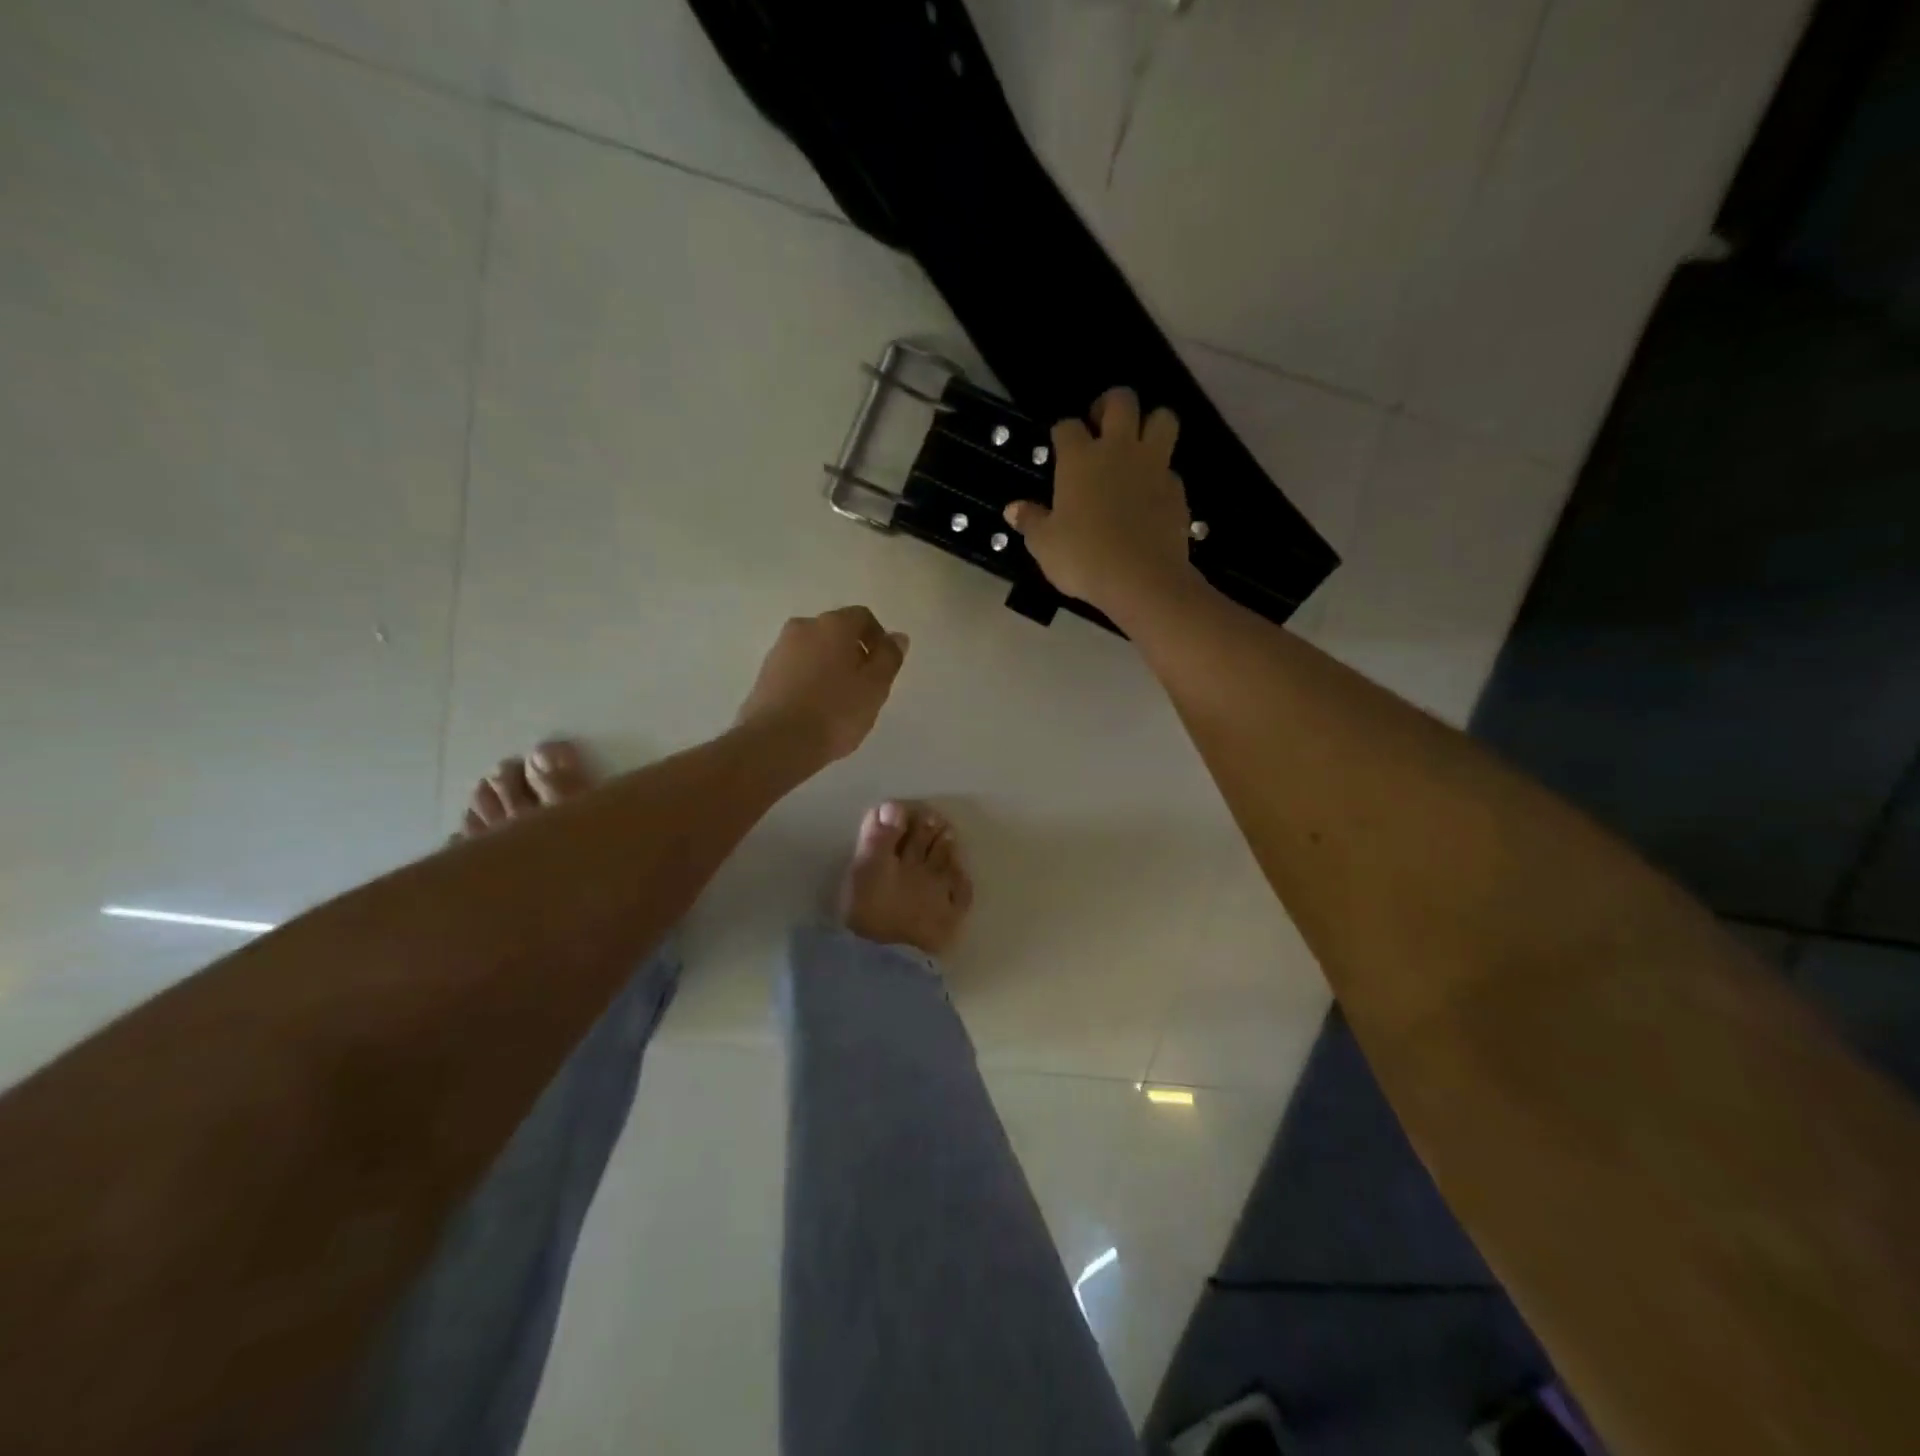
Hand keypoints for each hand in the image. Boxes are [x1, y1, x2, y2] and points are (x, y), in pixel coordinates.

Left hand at [737, 606, 908, 764]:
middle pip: (836, 632)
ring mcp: (779, 649)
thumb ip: (889, 657)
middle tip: (864, 686)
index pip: (863, 617)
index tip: (883, 667)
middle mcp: (803, 627)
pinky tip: (815, 708)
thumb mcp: (875, 686)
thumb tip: (897, 637)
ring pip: (814, 650)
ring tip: (839, 701)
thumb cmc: (835, 712)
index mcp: (833, 624)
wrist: (776, 742)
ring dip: (829, 667)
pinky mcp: (764, 674)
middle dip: (853, 652)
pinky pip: (796, 669)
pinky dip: (809, 680)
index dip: (878, 638)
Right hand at [1003, 387, 1198, 620]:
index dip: (1062, 432)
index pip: (1067, 426)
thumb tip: (1013, 509)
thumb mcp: (1045, 545)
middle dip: (1110, 404)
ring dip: (1150, 424)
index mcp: (1079, 459)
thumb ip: (1031, 522)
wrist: (1141, 578)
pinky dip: (1161, 475)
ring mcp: (1153, 466)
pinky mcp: (1177, 489)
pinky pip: (1171, 468)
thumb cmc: (1083, 558)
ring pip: (1162, 419)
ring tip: (1136, 447)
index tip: (1059, 445)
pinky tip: (1150, 495)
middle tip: (1101, 425)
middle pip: (1121, 401)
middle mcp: (1118, 450)